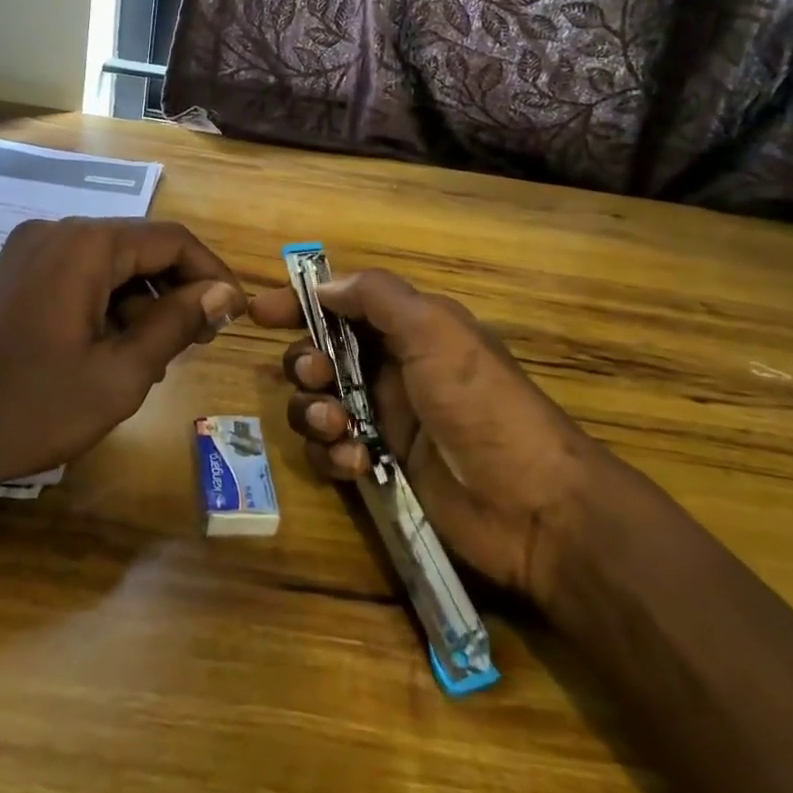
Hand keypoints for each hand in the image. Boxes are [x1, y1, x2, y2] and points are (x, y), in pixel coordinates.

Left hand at [0, 219, 244, 497]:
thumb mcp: (118, 375)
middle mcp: (56, 232)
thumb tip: (223, 292)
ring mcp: (27, 250)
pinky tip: (107, 349)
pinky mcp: (11, 273)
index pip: (171, 239)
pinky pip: (77, 275)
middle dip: (175, 290)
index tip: (234, 314)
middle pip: (139, 247)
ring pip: (109, 263)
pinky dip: (105, 303)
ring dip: (140, 300)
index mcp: (85, 245)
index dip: (211, 273)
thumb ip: (177, 325)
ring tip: (152, 355)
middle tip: (198, 341)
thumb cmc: (28, 408)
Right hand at [251, 269, 598, 608]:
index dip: (300, 303)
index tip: (259, 313)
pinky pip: (333, 452)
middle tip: (318, 378)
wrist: (533, 506)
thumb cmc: (481, 403)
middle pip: (321, 354)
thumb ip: (377, 297)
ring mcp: (386, 420)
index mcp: (409, 329)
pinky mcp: (382, 467)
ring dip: (315, 413)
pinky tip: (358, 464)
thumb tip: (324, 287)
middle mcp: (392, 369)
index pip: (342, 304)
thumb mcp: (436, 331)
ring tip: (341, 429)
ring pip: (319, 404)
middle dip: (306, 363)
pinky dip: (334, 455)